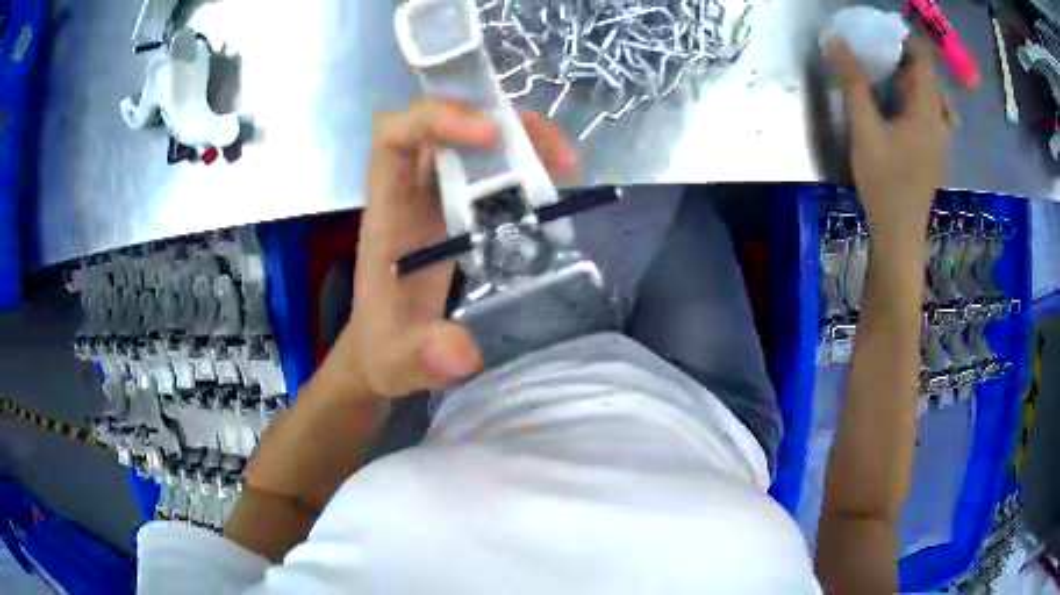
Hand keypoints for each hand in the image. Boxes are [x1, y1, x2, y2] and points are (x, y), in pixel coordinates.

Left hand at [345, 99, 578, 397]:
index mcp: (388, 214)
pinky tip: (557, 185)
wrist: (385, 349)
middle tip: (554, 153)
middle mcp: (411, 193)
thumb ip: (421, 357)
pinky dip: (527, 165)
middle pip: (445, 125)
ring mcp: (438, 198)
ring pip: (474, 140)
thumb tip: (465, 351)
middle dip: (500, 121)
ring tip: (568, 165)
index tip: (492, 137)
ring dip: (522, 139)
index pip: (395, 136)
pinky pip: (491, 169)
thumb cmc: (383, 348)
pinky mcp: (461, 211)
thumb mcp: (397, 361)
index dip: (438, 119)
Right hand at [832, 36, 954, 245]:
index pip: (924, 60)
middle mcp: (940, 121)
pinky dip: (922, 99)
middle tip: (883, 51)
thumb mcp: (864, 129)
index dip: (907, 39)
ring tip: (895, 76)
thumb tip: (838, 40)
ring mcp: (942, 140)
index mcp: (926, 111)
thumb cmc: (884, 182)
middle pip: (932, 77)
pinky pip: (936, 113)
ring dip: (918, 80)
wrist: (900, 234)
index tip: (883, 29)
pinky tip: (905, 106)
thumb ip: (854, 83)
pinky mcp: (937, 152)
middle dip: (910, 57)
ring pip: (936, 96)